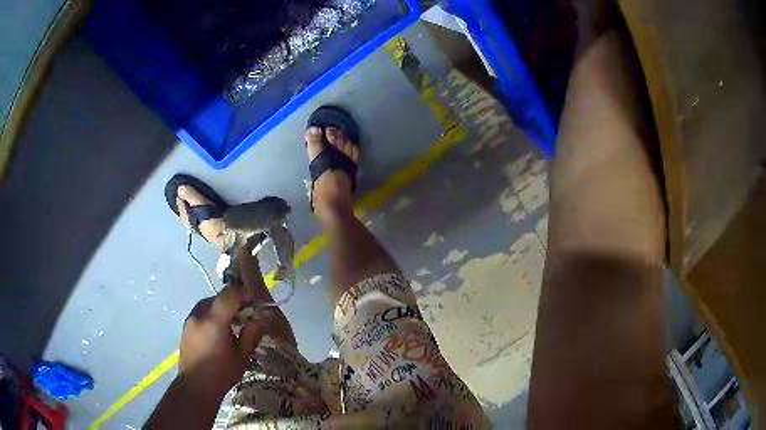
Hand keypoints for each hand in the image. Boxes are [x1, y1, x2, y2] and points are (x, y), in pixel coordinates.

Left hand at [179, 244, 273, 397]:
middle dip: (235, 302)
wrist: (195, 387)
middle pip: (220, 296)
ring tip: (233, 326)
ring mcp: (190, 318)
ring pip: (210, 303)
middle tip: (247, 317)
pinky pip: (202, 312)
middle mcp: (199, 314)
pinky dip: (213, 315)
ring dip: (223, 308)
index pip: (231, 293)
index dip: (246, 293)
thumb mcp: (243, 355)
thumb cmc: (222, 374)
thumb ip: (253, 331)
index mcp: (214, 321)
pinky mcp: (186, 325)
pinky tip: (219, 332)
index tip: (256, 304)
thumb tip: (267, 314)